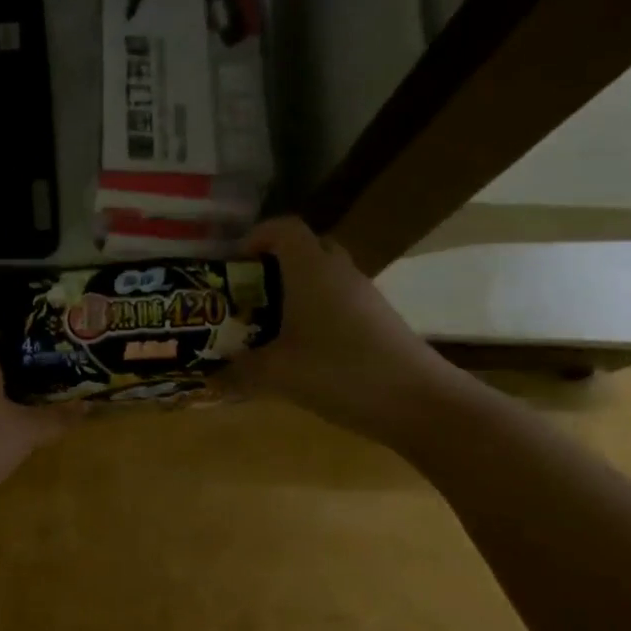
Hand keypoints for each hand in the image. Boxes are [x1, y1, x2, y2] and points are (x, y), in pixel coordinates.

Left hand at [0, 345, 76, 510]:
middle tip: (71, 374)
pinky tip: (18, 427)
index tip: (71, 345)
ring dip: (17, 392)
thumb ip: (55, 418)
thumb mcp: (23, 433)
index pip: (15, 333)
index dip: (44, 337)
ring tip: (52, 400)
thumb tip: (87, 404)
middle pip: (4, 359)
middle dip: (35, 368)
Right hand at [230, 216, 461, 444]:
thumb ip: (238, 372)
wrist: (420, 402)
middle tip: (250, 293)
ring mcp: (364, 296)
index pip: (284, 228)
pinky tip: (303, 350)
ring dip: (296, 291)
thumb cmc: (339, 372)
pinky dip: (317, 313)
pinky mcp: (379, 321)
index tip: (234, 263)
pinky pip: (340, 302)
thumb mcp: (276, 375)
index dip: (256, 236)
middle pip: (307, 248)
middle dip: (275, 264)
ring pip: (324, 277)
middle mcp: (339, 272)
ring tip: (269, 325)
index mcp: (311, 269)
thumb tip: (209, 377)